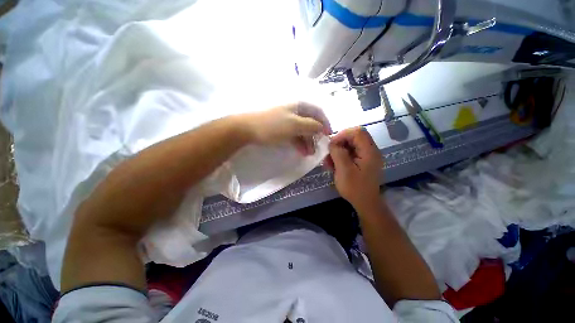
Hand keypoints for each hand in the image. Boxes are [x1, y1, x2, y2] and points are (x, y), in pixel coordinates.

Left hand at [243, 102, 331, 154]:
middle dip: (315, 135)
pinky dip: (299, 143)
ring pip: (302, 130)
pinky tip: (301, 151)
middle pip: (310, 122)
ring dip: (307, 141)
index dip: (325, 123)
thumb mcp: (294, 125)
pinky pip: (294, 135)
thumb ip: (311, 125)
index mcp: (299, 106)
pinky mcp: (281, 129)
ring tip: (309, 153)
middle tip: (318, 148)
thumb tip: (322, 127)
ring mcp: (287, 120)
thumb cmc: (273, 126)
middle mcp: (295, 112)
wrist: (247, 129)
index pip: (318, 112)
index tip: (329, 135)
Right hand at [325, 127, 382, 209]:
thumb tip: (333, 143)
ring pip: (351, 145)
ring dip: (338, 150)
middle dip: (339, 143)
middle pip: (354, 137)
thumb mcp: (344, 170)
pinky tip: (334, 164)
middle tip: (329, 153)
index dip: (343, 134)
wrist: (365, 203)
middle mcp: (371, 151)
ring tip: (329, 161)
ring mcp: (367, 156)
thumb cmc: (355, 188)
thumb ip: (338, 153)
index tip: (332, 144)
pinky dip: (341, 156)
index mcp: (370, 152)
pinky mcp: (363, 161)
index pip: (357, 132)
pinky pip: (351, 153)